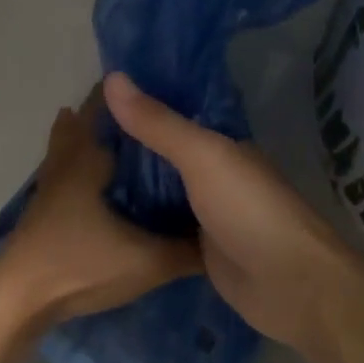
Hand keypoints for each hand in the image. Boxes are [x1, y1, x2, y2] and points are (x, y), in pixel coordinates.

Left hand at [0, 90, 202, 325]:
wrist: (20, 299)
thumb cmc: (81, 264)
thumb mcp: (147, 261)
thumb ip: (188, 250)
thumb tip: (225, 238)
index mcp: (90, 158)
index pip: (109, 109)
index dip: (131, 95)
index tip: (159, 85)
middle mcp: (67, 162)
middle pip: (83, 122)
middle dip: (111, 112)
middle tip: (147, 109)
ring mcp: (50, 185)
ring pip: (69, 146)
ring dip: (90, 136)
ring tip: (123, 136)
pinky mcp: (44, 208)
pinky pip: (65, 170)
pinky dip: (80, 163)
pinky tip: (98, 181)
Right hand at [103, 71, 363, 351]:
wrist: (289, 285)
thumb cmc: (249, 210)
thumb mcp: (202, 156)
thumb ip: (159, 123)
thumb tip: (112, 77)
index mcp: (221, 146)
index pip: (174, 118)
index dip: (138, 108)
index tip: (91, 101)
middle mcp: (215, 176)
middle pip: (164, 157)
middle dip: (127, 149)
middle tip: (74, 139)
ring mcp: (207, 216)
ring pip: (161, 194)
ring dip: (130, 187)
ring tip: (76, 174)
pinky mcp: (199, 252)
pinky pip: (162, 230)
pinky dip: (138, 224)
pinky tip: (100, 219)